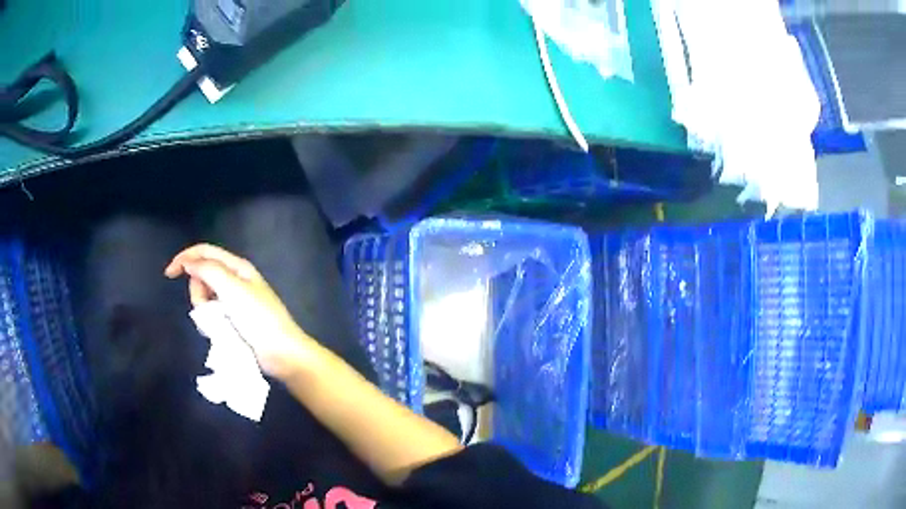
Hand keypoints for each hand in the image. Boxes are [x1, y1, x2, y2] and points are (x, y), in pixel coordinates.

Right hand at [164, 243, 316, 379]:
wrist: (281, 353)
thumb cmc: (258, 318)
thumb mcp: (232, 289)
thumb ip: (208, 271)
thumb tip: (188, 262)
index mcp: (237, 267)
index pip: (205, 252)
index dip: (185, 258)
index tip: (169, 274)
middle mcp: (234, 280)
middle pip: (202, 277)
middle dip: (198, 291)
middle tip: (209, 309)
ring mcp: (233, 302)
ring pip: (205, 298)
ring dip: (205, 310)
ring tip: (219, 324)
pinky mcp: (233, 320)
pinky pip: (212, 315)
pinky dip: (211, 322)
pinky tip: (220, 332)